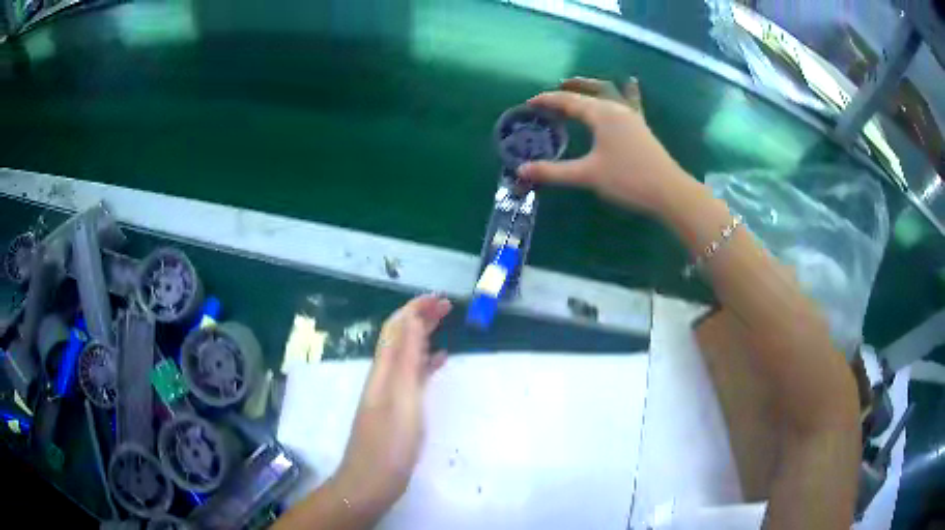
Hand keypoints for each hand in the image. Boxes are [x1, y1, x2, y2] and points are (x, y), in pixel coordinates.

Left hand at [333, 295, 451, 516]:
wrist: (370, 481)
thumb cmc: (389, 444)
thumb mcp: (401, 398)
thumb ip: (406, 359)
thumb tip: (411, 319)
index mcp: (384, 371)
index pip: (396, 328)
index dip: (415, 309)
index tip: (440, 299)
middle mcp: (383, 377)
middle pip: (399, 338)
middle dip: (419, 318)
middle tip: (446, 307)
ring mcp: (389, 394)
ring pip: (406, 355)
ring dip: (422, 336)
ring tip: (445, 327)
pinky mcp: (396, 410)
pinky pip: (412, 376)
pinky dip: (425, 362)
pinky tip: (439, 362)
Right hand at [517, 80, 688, 212]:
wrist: (668, 191)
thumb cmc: (628, 179)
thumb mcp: (587, 175)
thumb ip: (554, 171)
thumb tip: (521, 171)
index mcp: (601, 114)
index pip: (568, 101)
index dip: (547, 100)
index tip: (530, 103)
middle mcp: (616, 109)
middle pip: (590, 90)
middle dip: (572, 87)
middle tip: (557, 87)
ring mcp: (632, 116)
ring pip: (610, 92)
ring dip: (593, 87)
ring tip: (583, 85)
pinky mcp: (642, 127)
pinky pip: (631, 102)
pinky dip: (626, 91)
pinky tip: (631, 83)